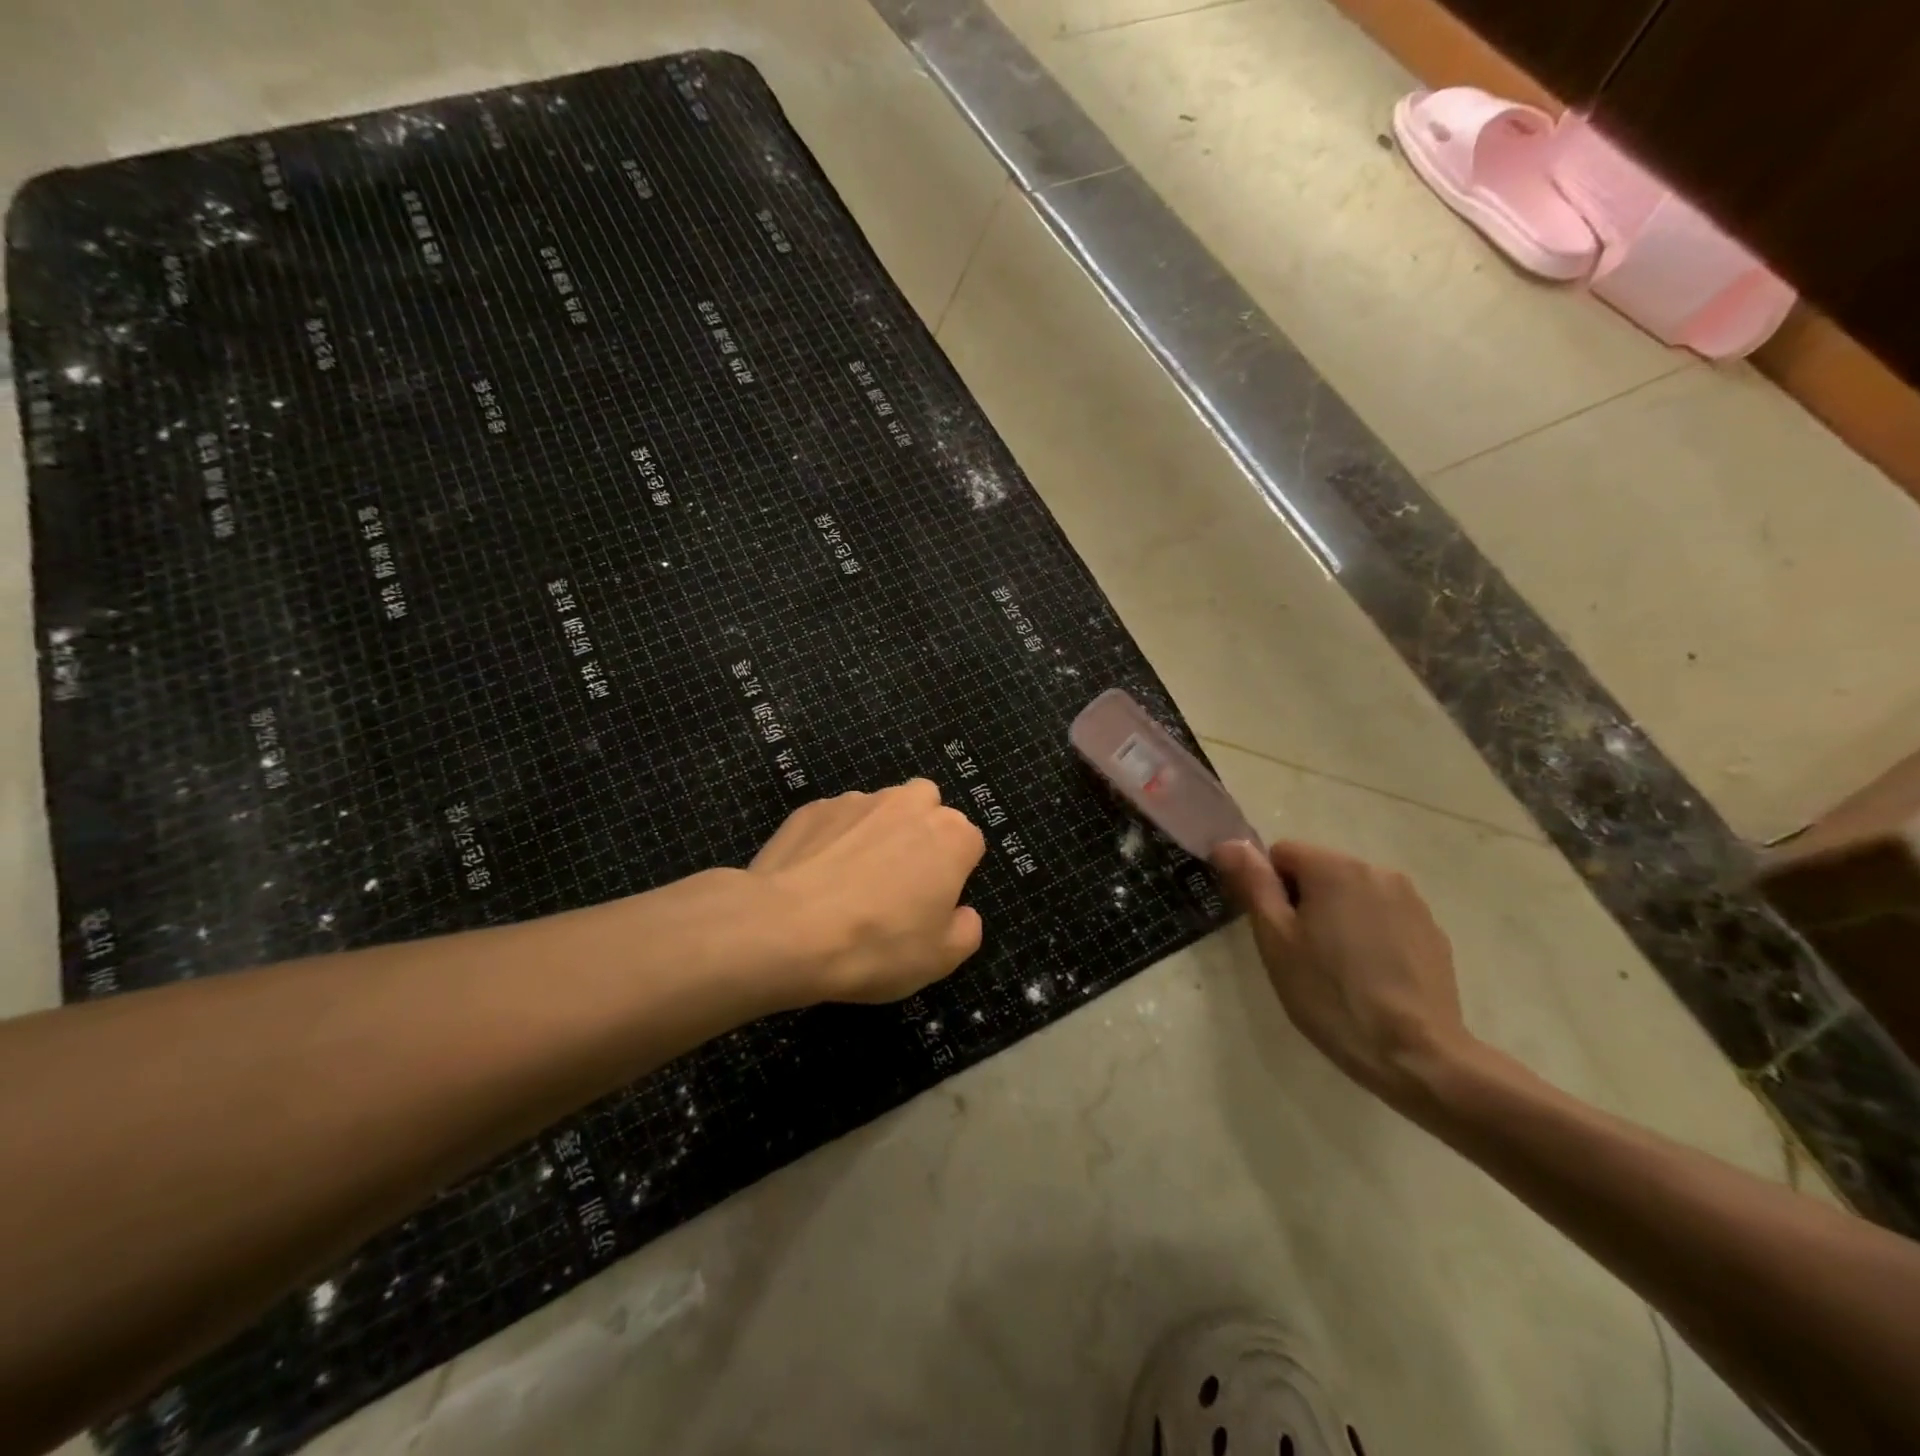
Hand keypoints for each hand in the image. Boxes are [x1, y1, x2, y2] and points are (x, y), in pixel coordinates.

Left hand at [749, 779, 986, 1004]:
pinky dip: (834, 839)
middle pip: (927, 806)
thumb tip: (962, 912)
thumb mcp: (939, 959)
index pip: (969, 843)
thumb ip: (966, 929)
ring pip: (879, 808)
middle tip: (900, 880)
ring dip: (876, 833)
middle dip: (921, 832)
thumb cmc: (876, 945)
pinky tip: (816, 876)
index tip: (934, 903)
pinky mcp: (813, 808)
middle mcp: (908, 804)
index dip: (955, 873)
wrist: (785, 930)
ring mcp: (857, 801)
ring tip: (850, 880)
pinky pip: (836, 820)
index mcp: (950, 836)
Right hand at [1211, 838, 1473, 1106]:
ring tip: (1337, 968)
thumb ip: (1252, 883)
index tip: (1276, 932)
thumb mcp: (1276, 939)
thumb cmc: (1330, 994)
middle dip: (1304, 901)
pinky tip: (1370, 977)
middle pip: (1320, 870)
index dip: (1269, 890)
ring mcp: (1411, 901)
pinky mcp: (1432, 931)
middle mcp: (1377, 870)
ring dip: (1338, 916)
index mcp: (1334, 867)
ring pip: (1352, 894)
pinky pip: (1384, 917)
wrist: (1415, 1055)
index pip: (1282, 854)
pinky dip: (1370, 935)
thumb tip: (1227, 843)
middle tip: (1301, 954)